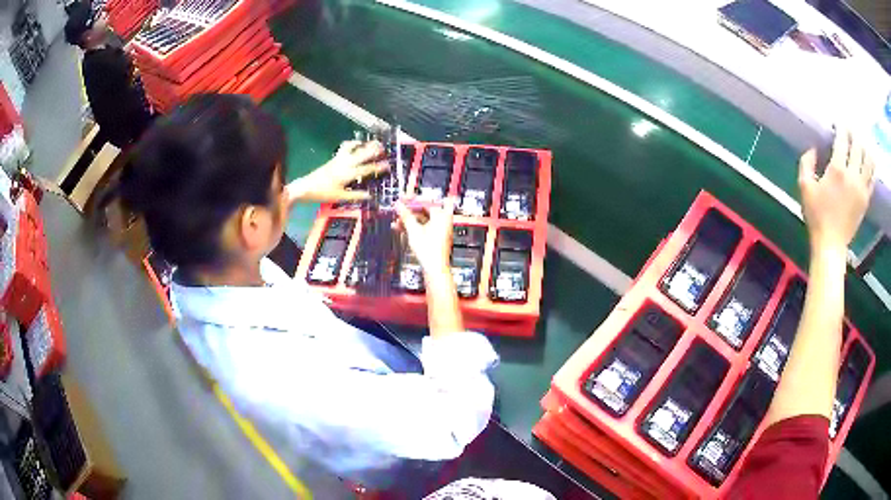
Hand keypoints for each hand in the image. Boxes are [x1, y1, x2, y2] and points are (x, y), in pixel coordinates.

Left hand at [286, 141, 389, 203]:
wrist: (306, 187)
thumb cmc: (323, 193)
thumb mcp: (340, 197)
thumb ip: (356, 195)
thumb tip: (369, 195)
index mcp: (348, 174)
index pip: (367, 169)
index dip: (378, 167)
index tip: (387, 165)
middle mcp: (345, 164)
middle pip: (362, 154)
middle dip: (373, 150)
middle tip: (382, 146)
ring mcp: (339, 159)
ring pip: (353, 148)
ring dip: (362, 144)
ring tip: (370, 142)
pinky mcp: (334, 159)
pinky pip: (345, 148)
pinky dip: (351, 145)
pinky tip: (355, 145)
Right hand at [395, 197, 455, 278]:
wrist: (435, 268)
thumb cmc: (429, 251)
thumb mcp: (413, 230)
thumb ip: (405, 216)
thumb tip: (399, 205)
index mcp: (441, 216)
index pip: (426, 202)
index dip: (412, 200)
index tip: (402, 199)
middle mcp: (443, 221)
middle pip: (424, 210)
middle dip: (409, 211)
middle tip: (398, 210)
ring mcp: (440, 229)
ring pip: (423, 219)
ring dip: (409, 220)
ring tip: (397, 222)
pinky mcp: (436, 237)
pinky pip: (424, 227)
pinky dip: (414, 227)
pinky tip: (402, 229)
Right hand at [798, 128, 874, 251]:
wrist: (831, 245)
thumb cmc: (817, 216)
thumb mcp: (805, 187)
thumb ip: (807, 163)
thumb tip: (813, 148)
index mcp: (837, 170)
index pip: (843, 138)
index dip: (841, 126)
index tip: (839, 122)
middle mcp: (852, 175)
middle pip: (858, 145)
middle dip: (854, 133)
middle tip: (850, 129)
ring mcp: (861, 188)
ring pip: (869, 160)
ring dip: (866, 147)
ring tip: (862, 142)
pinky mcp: (866, 199)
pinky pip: (872, 177)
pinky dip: (871, 166)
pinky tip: (869, 161)